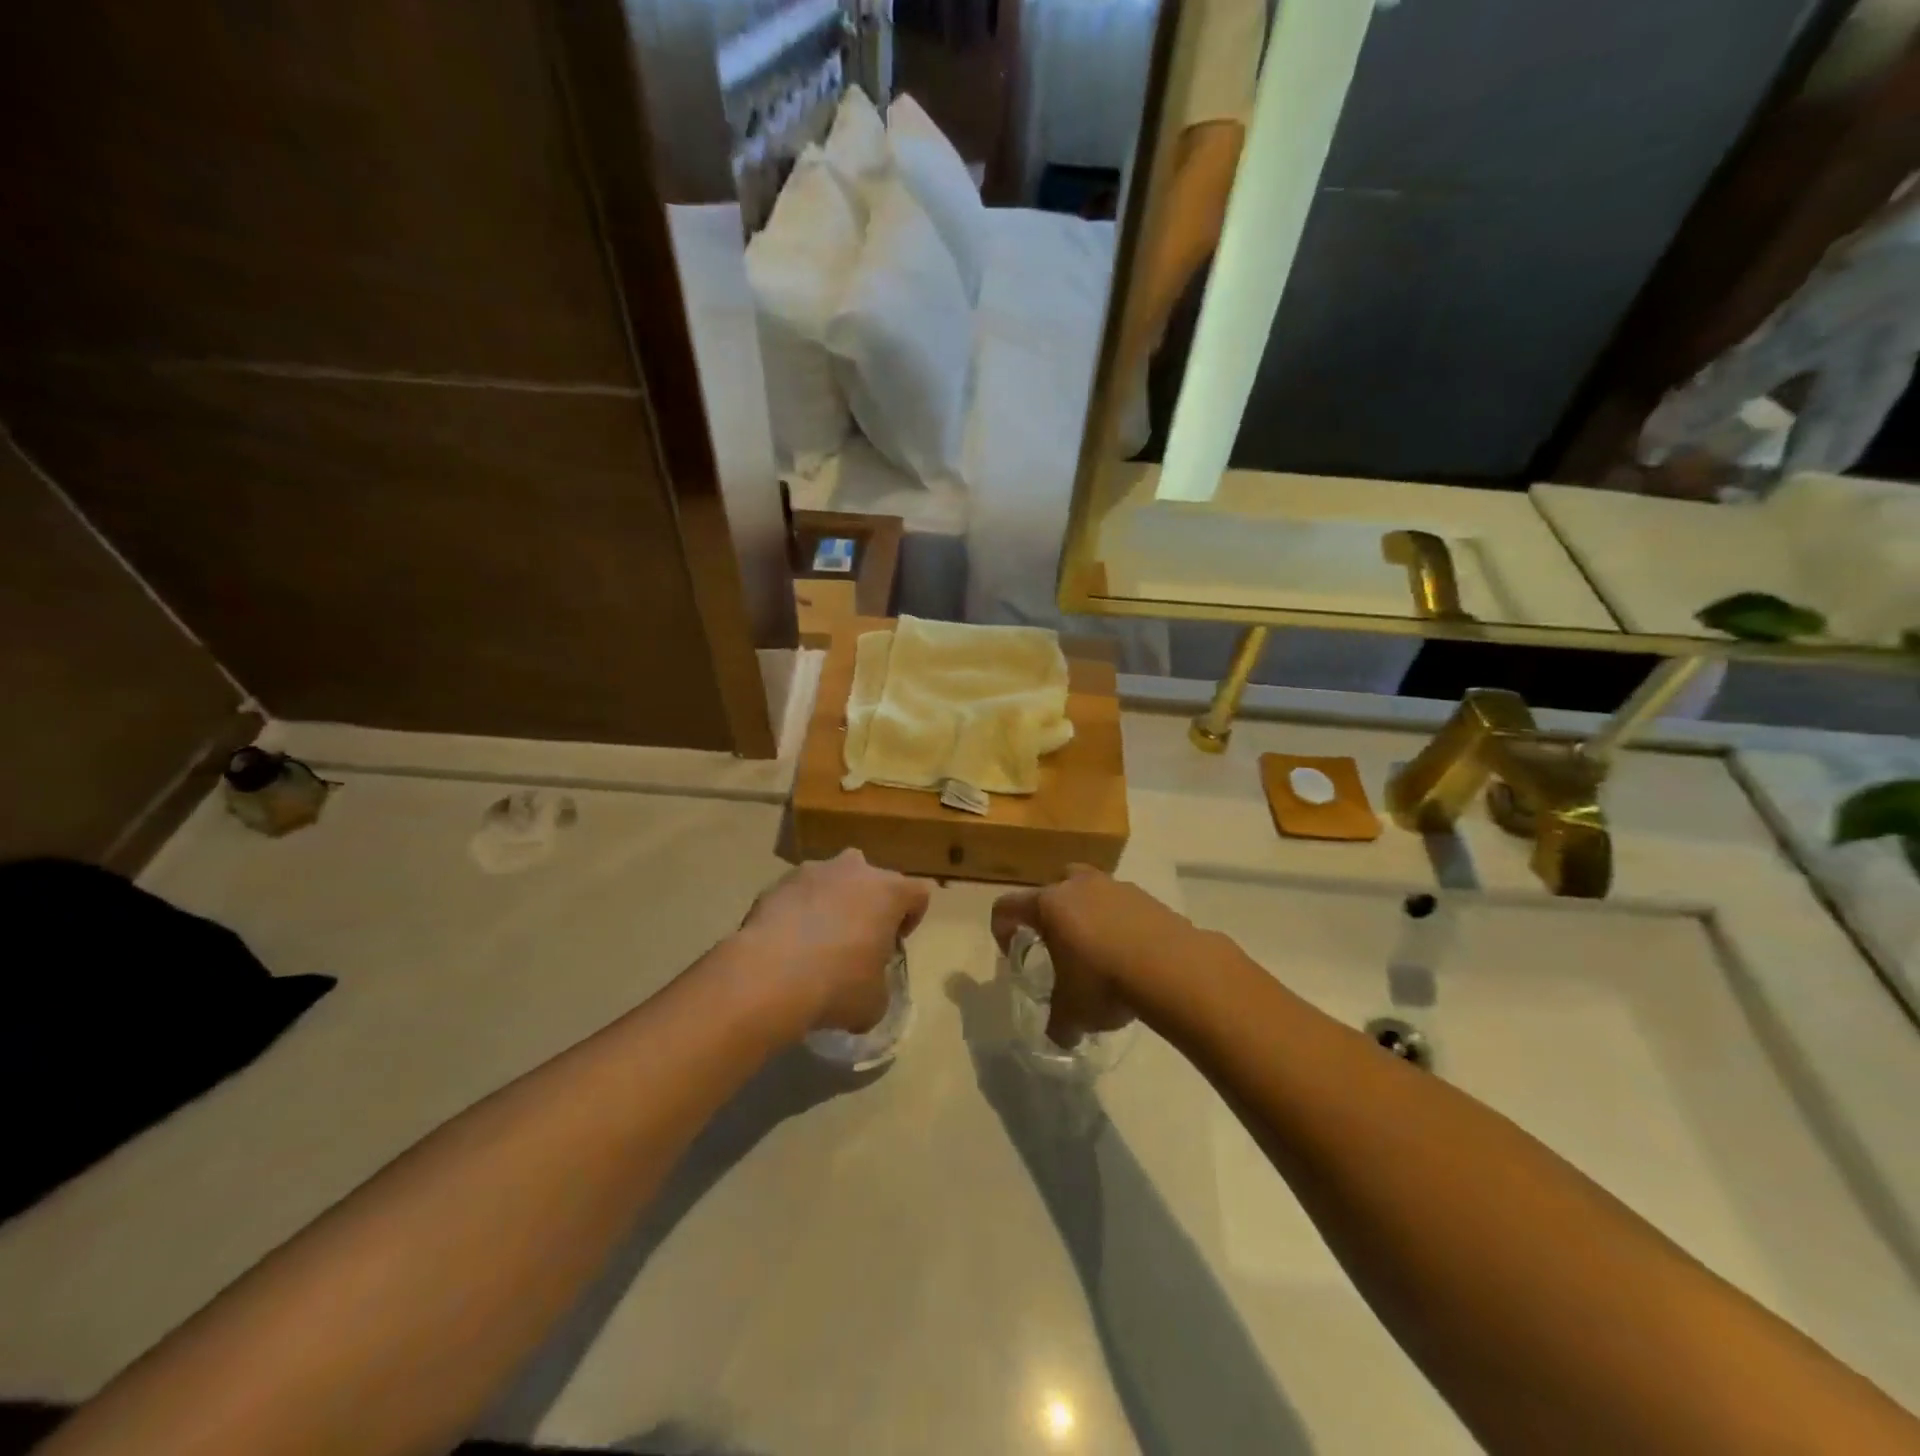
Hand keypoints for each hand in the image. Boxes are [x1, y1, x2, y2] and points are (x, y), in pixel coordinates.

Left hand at [737, 851, 929, 1035]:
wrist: (769, 977)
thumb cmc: (838, 985)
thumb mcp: (875, 1001)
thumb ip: (879, 984)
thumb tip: (866, 989)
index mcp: (889, 891)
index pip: (917, 894)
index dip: (911, 918)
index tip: (894, 944)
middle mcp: (853, 870)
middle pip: (872, 879)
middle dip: (868, 904)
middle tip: (857, 940)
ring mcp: (811, 872)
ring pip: (831, 882)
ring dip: (830, 904)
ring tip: (816, 943)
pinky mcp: (775, 884)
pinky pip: (797, 895)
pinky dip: (797, 913)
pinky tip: (787, 946)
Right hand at [990, 866, 1208, 1046]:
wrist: (1172, 968)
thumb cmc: (1104, 981)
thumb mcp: (1073, 1012)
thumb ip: (1058, 1023)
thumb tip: (1059, 1035)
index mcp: (1049, 905)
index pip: (1007, 906)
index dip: (1001, 928)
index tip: (1012, 953)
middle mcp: (1078, 885)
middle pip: (1053, 887)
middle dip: (1051, 913)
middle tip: (1058, 945)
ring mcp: (1115, 886)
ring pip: (1090, 891)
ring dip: (1088, 914)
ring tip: (1099, 950)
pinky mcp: (1147, 896)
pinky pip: (1122, 905)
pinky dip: (1120, 923)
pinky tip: (1130, 955)